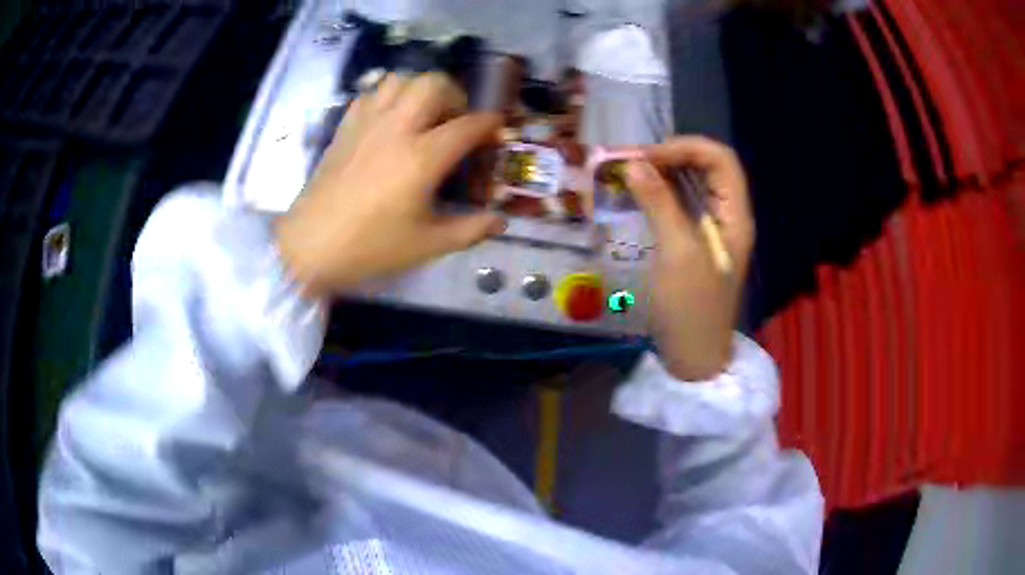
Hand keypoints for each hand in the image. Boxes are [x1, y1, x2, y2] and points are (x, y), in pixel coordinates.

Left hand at [276, 73, 505, 296]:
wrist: (311, 245)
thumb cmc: (370, 247)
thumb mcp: (427, 244)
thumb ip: (470, 230)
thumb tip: (500, 223)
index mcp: (422, 157)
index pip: (469, 125)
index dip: (491, 125)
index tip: (497, 132)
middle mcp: (397, 128)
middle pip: (434, 83)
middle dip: (455, 94)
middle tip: (456, 120)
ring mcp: (367, 123)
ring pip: (401, 80)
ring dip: (420, 90)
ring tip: (423, 115)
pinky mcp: (346, 127)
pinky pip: (372, 94)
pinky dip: (388, 97)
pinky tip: (390, 121)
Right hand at [626, 136, 753, 380]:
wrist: (692, 359)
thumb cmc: (691, 309)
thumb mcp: (677, 253)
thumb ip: (659, 203)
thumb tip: (633, 163)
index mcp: (735, 216)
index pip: (720, 160)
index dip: (685, 148)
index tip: (646, 157)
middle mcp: (728, 216)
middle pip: (706, 168)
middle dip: (669, 157)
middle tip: (629, 162)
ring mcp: (712, 230)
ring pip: (691, 184)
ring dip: (661, 173)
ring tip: (627, 173)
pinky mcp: (694, 242)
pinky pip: (679, 205)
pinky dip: (658, 194)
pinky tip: (635, 194)